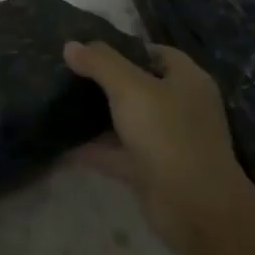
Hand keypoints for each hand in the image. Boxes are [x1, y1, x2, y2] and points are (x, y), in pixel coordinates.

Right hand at [64, 40, 249, 251]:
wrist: (195, 210)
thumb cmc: (168, 134)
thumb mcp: (130, 88)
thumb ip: (99, 63)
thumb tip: (70, 45)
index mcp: (187, 80)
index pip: (154, 53)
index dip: (123, 47)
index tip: (88, 47)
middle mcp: (180, 107)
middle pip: (137, 85)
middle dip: (104, 80)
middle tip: (67, 71)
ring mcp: (166, 141)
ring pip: (126, 120)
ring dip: (96, 114)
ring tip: (58, 99)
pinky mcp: (151, 170)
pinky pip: (116, 152)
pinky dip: (92, 148)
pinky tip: (62, 140)